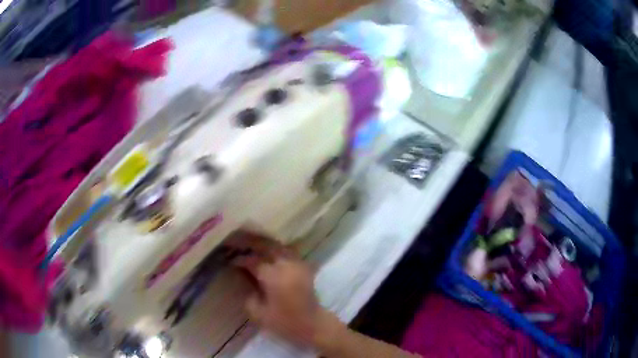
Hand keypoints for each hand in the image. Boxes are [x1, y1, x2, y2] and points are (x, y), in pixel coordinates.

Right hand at [225, 232, 340, 347]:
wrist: (312, 324)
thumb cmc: (285, 322)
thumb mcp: (259, 314)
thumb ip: (249, 295)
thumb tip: (245, 280)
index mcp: (273, 277)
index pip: (253, 261)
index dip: (240, 260)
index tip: (230, 260)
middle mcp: (286, 265)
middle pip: (266, 246)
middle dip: (251, 243)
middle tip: (238, 244)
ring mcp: (297, 264)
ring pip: (278, 246)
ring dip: (264, 244)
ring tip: (252, 245)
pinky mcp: (304, 267)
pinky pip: (289, 252)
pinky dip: (278, 249)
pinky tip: (269, 252)